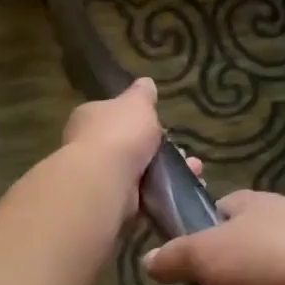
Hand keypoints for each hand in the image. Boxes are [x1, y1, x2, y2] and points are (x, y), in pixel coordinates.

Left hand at [57, 78, 199, 221]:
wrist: (106, 180)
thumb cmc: (119, 133)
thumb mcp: (137, 103)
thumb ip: (142, 94)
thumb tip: (145, 83)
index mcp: (89, 118)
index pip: (112, 116)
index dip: (137, 120)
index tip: (161, 126)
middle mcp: (90, 147)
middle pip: (129, 146)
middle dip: (160, 150)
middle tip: (184, 153)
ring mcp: (100, 177)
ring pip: (141, 172)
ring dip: (168, 172)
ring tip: (194, 171)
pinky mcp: (113, 201)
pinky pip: (143, 195)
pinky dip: (163, 193)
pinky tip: (185, 189)